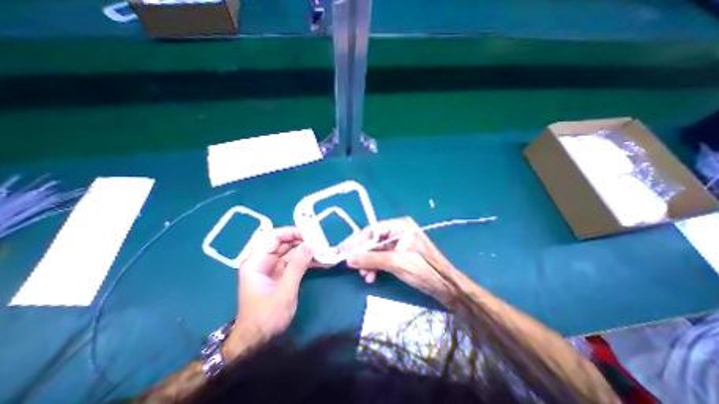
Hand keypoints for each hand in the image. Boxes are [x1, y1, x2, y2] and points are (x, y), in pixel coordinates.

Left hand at [224, 228, 315, 358]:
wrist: (259, 342)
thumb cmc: (267, 317)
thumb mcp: (284, 291)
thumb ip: (297, 266)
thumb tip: (310, 244)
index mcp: (256, 262)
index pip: (273, 237)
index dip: (291, 232)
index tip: (309, 233)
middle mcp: (263, 261)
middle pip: (284, 243)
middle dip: (302, 241)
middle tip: (321, 241)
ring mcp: (273, 268)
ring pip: (291, 251)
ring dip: (307, 250)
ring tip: (324, 249)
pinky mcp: (281, 274)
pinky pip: (295, 262)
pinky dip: (307, 260)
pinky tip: (321, 260)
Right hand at [344, 217, 454, 302]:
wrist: (444, 286)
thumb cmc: (423, 269)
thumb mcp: (395, 262)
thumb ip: (371, 259)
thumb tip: (348, 259)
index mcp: (399, 226)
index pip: (373, 230)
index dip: (357, 240)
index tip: (343, 250)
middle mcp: (398, 231)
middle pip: (373, 240)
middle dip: (362, 254)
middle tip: (350, 264)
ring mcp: (398, 243)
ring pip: (376, 250)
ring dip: (368, 262)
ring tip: (364, 275)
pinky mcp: (398, 254)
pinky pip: (381, 257)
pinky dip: (375, 266)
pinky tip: (371, 276)